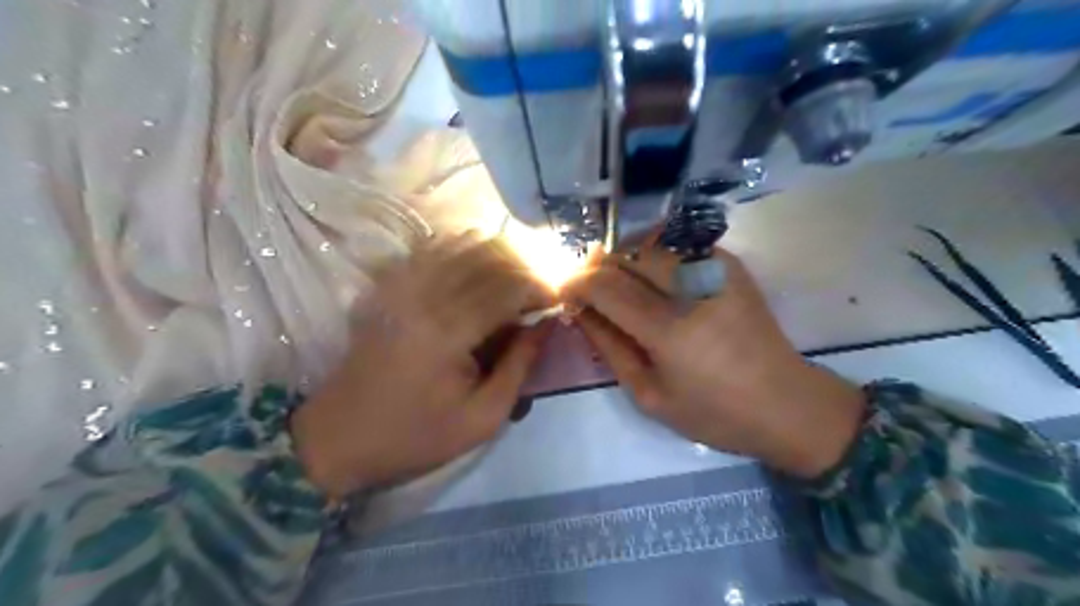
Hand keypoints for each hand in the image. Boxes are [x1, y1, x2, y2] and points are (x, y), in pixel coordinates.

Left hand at [290, 234, 552, 497]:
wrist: (340, 436)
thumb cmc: (416, 435)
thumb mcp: (482, 418)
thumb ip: (519, 366)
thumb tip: (545, 325)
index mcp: (447, 332)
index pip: (507, 287)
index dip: (540, 287)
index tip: (557, 301)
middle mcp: (423, 296)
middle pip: (488, 256)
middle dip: (524, 267)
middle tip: (540, 290)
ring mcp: (401, 285)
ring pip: (462, 245)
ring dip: (498, 255)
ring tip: (515, 278)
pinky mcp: (388, 285)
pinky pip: (434, 249)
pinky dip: (465, 250)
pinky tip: (479, 268)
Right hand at [568, 243, 866, 478]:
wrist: (787, 403)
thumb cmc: (714, 413)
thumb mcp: (649, 395)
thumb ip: (609, 347)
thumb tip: (580, 312)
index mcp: (669, 330)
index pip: (606, 286)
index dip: (576, 283)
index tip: (564, 292)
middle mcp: (692, 288)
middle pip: (627, 254)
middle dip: (597, 264)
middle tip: (587, 286)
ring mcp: (715, 269)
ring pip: (650, 241)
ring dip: (623, 255)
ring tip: (615, 280)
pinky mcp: (730, 265)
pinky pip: (677, 244)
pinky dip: (653, 253)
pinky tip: (650, 277)